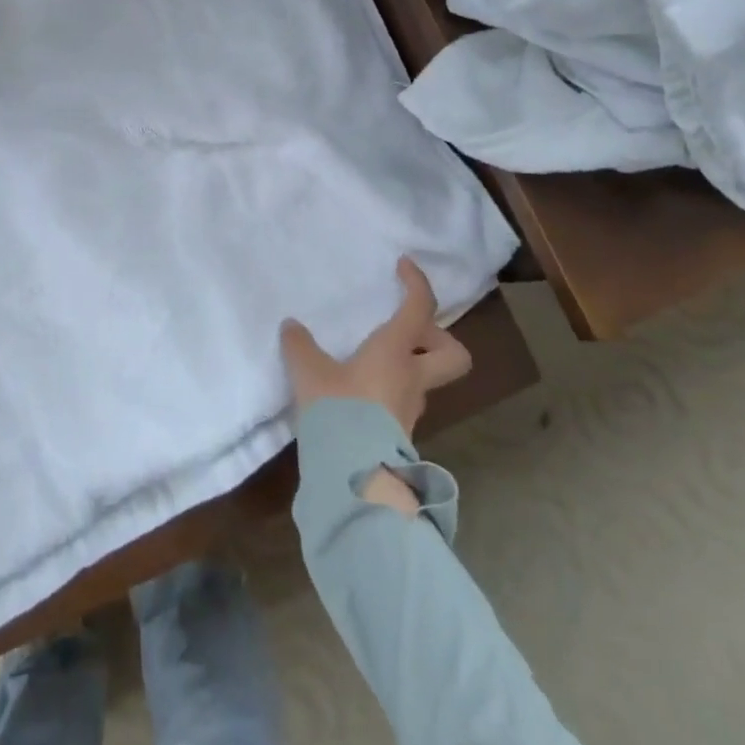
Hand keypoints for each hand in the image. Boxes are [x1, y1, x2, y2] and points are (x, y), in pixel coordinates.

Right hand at [280, 257, 472, 513]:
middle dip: (439, 338)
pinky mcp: (400, 434)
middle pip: (453, 355)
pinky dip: (391, 390)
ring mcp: (411, 409)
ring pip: (427, 379)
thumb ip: (300, 347)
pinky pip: (405, 400)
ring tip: (373, 362)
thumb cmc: (338, 412)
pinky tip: (362, 394)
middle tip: (408, 331)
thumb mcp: (310, 373)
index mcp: (396, 352)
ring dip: (411, 366)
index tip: (404, 266)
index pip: (420, 308)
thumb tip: (291, 327)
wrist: (354, 478)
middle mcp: (413, 378)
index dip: (417, 282)